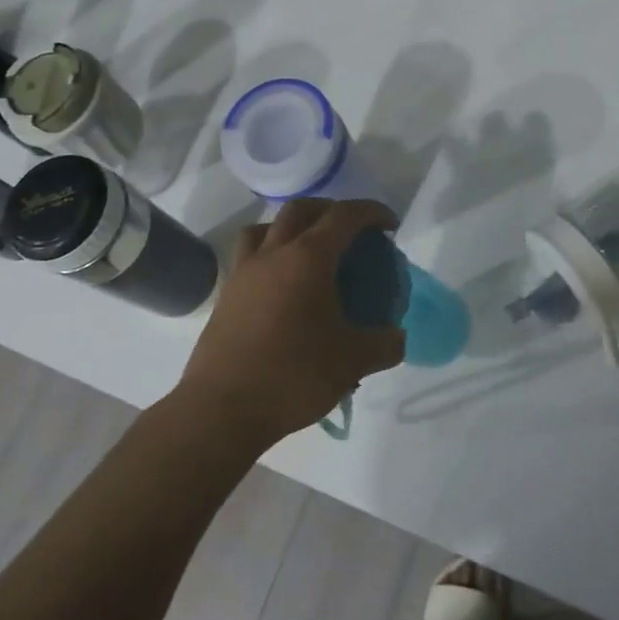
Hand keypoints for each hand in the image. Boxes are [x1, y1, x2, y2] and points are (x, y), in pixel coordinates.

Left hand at [176, 198, 405, 448]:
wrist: (222, 409)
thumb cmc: (293, 375)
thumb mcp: (353, 362)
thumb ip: (385, 345)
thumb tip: (396, 338)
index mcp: (307, 258)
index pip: (343, 216)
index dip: (371, 212)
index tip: (389, 225)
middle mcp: (272, 254)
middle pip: (300, 210)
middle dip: (330, 210)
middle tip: (351, 232)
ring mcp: (243, 273)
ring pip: (266, 228)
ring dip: (292, 228)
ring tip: (310, 251)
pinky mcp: (226, 296)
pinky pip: (250, 257)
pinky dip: (270, 256)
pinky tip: (283, 288)